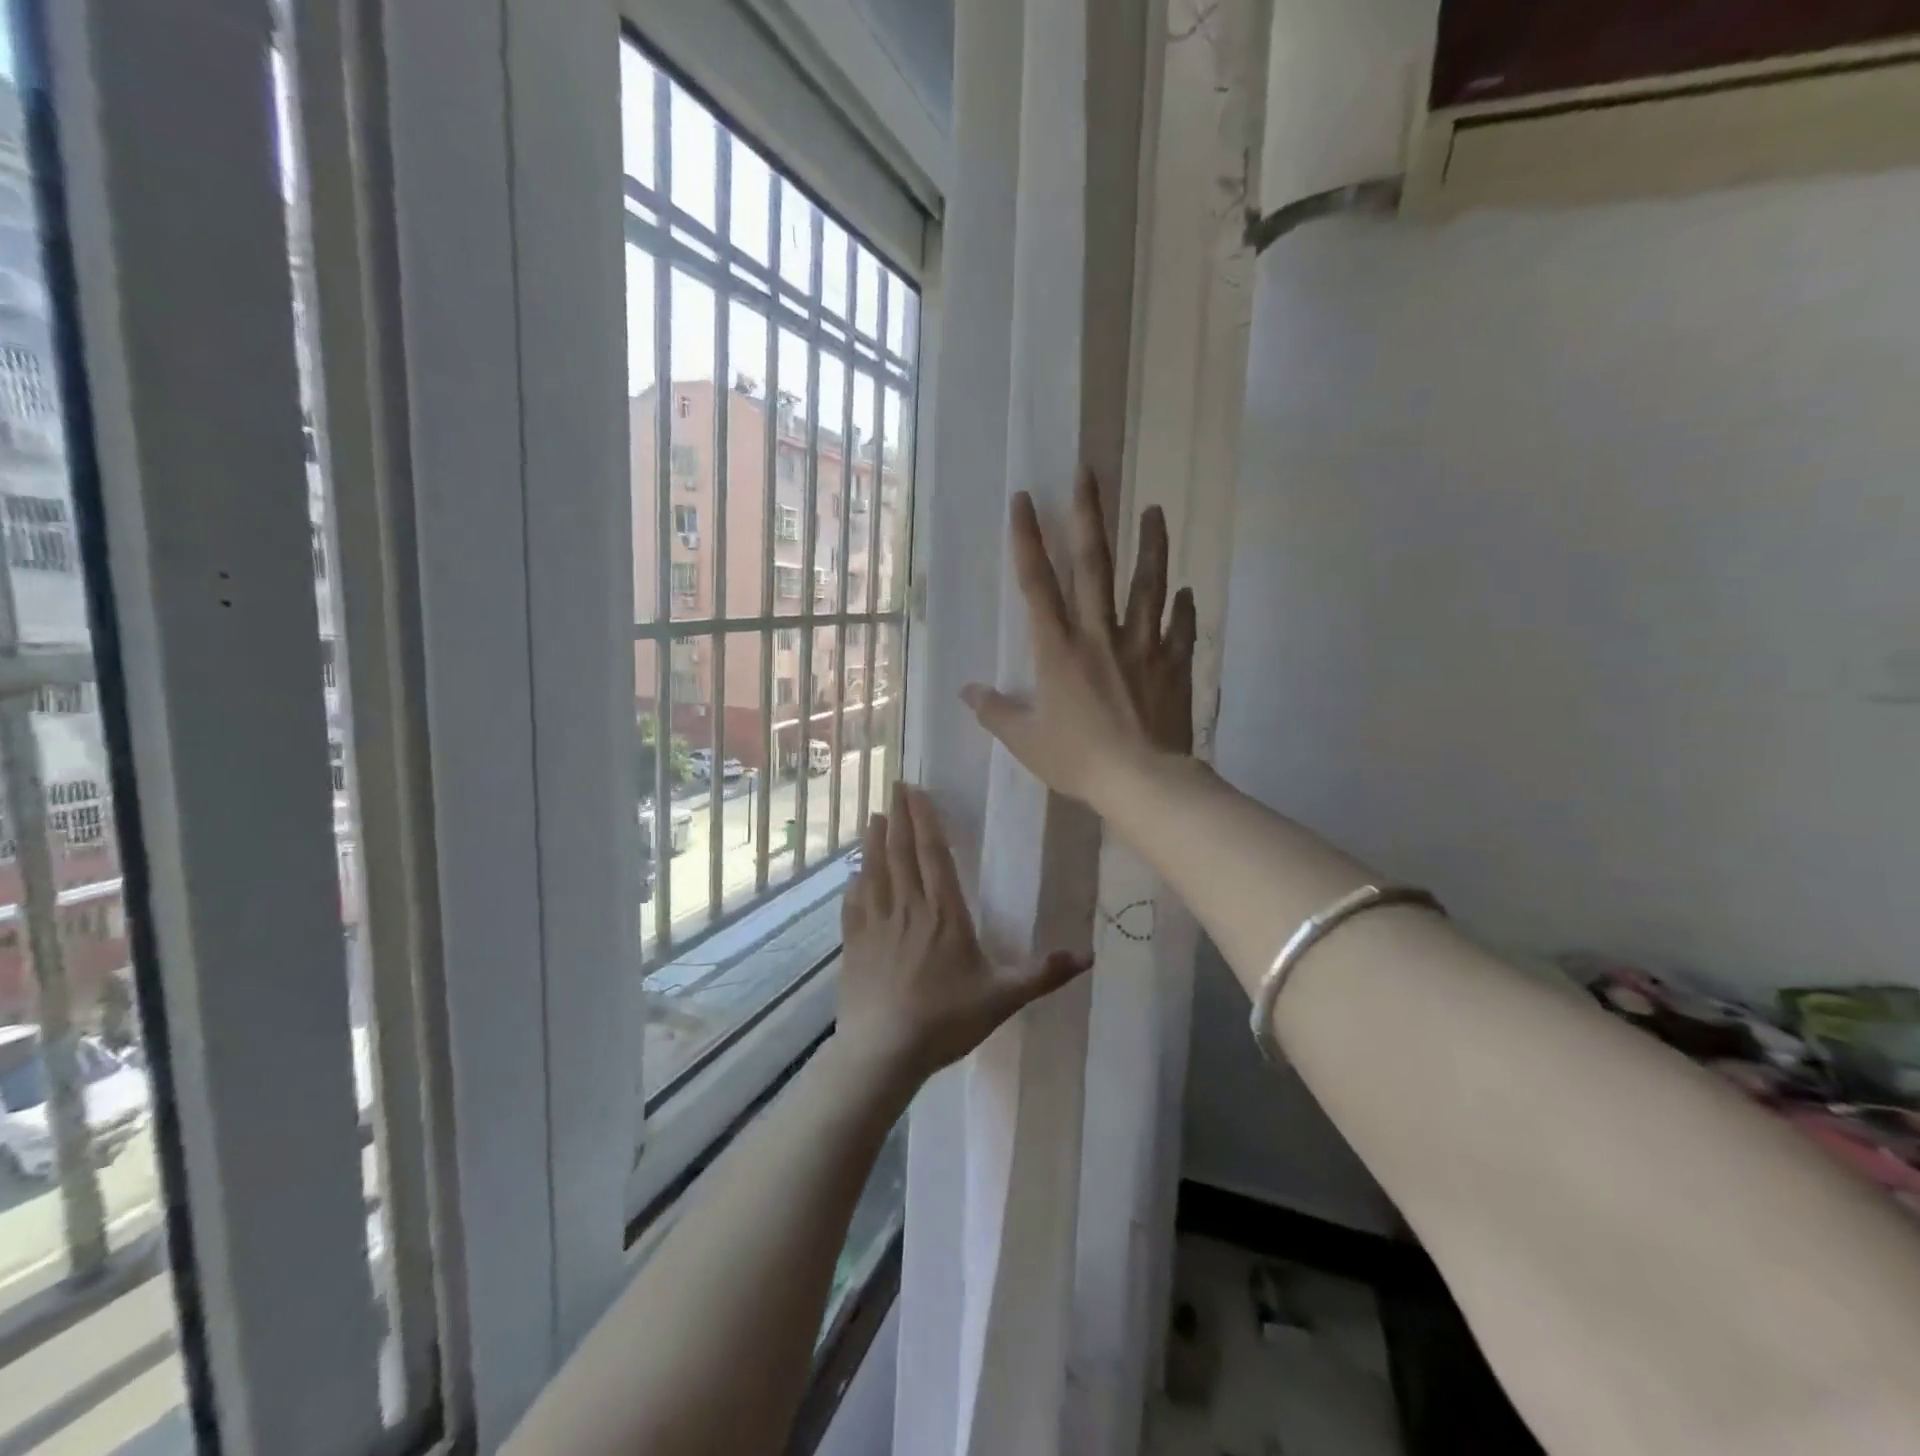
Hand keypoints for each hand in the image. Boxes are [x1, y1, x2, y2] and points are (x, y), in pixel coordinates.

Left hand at [837, 782, 1090, 1089]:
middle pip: (901, 852)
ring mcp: (875, 924)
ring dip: (875, 841)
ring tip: (876, 816)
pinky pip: (854, 902)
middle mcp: (907, 908)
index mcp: (944, 913)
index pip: (934, 854)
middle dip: (900, 817)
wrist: (883, 1052)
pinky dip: (855, 881)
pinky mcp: (854, 943)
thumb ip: (1042, 974)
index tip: (916, 791)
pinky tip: (854, 872)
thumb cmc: (945, 1020)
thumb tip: (1089, 955)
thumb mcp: (1002, 998)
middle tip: (895, 786)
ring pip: (875, 870)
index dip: (925, 819)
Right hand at [961, 469, 1195, 809]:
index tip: (1024, 499)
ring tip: (1155, 510)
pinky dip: (1183, 608)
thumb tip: (967, 692)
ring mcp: (1142, 646)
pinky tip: (1186, 590)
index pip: (1037, 585)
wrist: (1143, 782)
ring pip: (1147, 585)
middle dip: (1088, 517)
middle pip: (1094, 566)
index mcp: (1058, 650)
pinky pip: (1180, 628)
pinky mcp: (1173, 664)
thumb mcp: (1026, 741)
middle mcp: (1099, 635)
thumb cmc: (1078, 760)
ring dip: (1151, 545)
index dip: (1028, 541)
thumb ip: (996, 713)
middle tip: (1088, 473)